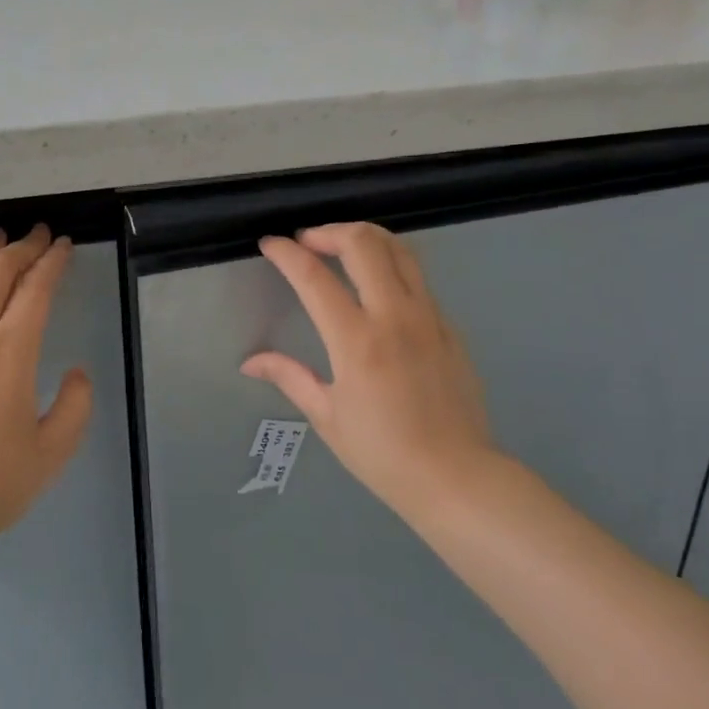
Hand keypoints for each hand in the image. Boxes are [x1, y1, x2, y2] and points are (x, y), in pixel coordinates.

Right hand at [241, 223, 493, 524]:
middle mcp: (394, 316)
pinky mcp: (449, 326)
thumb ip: (289, 376)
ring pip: (399, 249)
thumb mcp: (327, 417)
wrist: (458, 478)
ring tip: (342, 247)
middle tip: (307, 241)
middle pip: (364, 243)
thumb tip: (250, 361)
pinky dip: (391, 265)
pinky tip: (377, 287)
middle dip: (329, 230)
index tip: (270, 243)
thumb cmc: (383, 454)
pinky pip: (418, 278)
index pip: (313, 276)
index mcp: (356, 341)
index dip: (285, 252)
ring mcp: (428, 317)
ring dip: (365, 238)